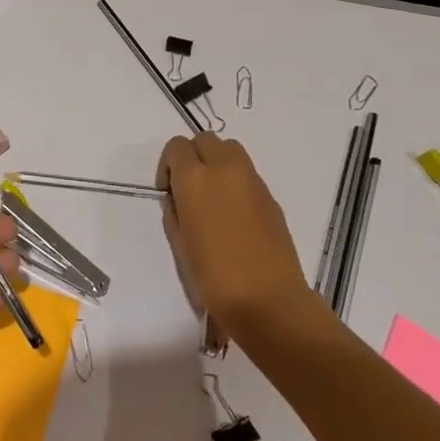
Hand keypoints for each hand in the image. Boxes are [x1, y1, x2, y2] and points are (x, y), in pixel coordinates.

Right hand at [159, 134, 316, 338]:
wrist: (269, 301)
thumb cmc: (214, 278)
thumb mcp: (180, 244)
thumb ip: (174, 211)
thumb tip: (178, 198)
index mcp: (195, 179)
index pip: (176, 146)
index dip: (168, 165)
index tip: (169, 191)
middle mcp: (224, 169)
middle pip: (205, 139)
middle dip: (193, 156)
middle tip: (190, 189)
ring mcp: (252, 180)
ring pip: (230, 149)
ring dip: (217, 162)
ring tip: (214, 197)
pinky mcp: (270, 195)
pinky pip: (247, 173)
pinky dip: (236, 180)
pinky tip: (235, 214)